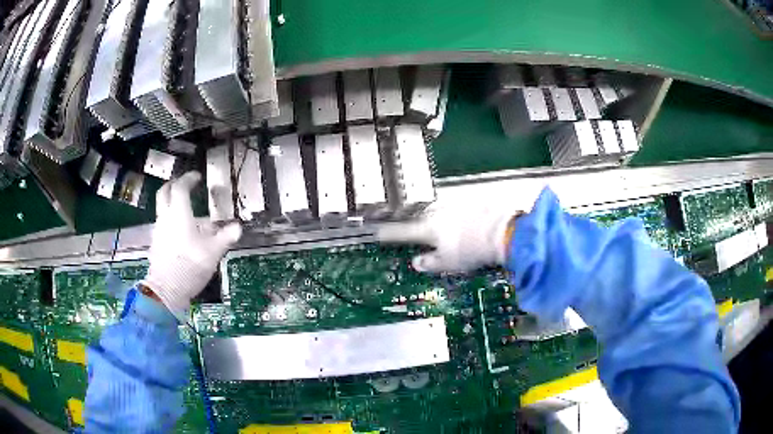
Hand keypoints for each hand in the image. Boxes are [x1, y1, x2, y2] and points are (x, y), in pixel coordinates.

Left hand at [141, 172, 241, 314]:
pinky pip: (162, 223)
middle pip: (164, 192)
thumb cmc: (190, 266)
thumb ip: (225, 237)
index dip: (189, 179)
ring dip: (171, 203)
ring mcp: (158, 230)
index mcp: (179, 214)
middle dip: (174, 185)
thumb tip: (238, 227)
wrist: (166, 289)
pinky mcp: (156, 243)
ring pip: (162, 208)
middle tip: (184, 186)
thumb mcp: (213, 252)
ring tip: (185, 211)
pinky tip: (179, 232)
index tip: (197, 177)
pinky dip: (170, 220)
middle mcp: (165, 217)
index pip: (181, 187)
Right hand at [376, 205, 520, 272]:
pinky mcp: (473, 202)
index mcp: (430, 228)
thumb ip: (430, 262)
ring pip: (441, 213)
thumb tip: (416, 262)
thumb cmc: (472, 251)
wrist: (503, 232)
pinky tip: (469, 226)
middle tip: (422, 237)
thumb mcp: (448, 263)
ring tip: (451, 235)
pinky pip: (460, 210)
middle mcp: (440, 212)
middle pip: (423, 219)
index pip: (403, 232)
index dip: (389, 233)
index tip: (377, 231)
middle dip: (419, 226)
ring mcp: (457, 205)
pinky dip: (460, 217)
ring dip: (441, 221)